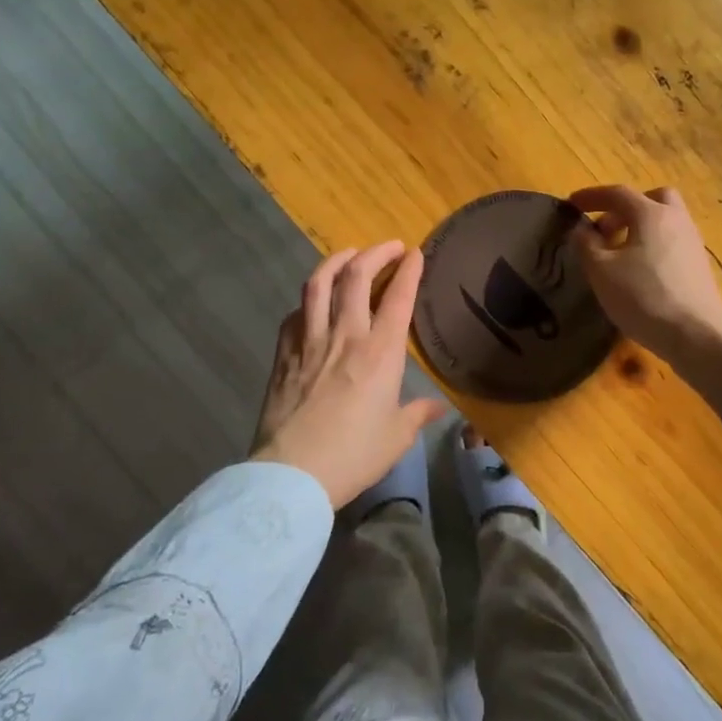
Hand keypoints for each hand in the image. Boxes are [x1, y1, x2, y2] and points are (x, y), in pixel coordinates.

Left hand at [252, 242, 444, 508]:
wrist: (292, 474)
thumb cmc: (353, 455)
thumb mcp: (396, 438)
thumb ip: (417, 414)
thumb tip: (438, 407)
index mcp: (380, 353)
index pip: (398, 298)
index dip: (409, 270)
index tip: (416, 253)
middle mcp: (346, 336)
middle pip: (357, 277)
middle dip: (375, 253)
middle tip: (389, 247)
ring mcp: (309, 341)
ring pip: (319, 284)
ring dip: (336, 261)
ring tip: (348, 254)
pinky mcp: (283, 354)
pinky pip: (295, 313)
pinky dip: (308, 298)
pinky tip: (313, 301)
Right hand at [569, 185, 721, 365]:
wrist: (696, 334)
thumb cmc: (643, 297)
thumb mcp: (602, 272)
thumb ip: (586, 245)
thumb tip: (582, 230)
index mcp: (651, 214)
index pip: (618, 193)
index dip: (591, 196)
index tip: (572, 204)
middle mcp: (676, 220)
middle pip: (652, 199)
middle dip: (624, 208)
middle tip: (605, 230)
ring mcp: (692, 242)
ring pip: (665, 221)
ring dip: (639, 228)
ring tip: (618, 255)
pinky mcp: (699, 266)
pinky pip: (672, 242)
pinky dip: (653, 246)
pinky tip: (640, 272)